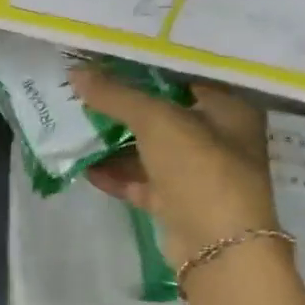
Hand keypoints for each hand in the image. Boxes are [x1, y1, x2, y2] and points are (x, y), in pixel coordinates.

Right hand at [69, 67, 278, 266]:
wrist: (217, 246)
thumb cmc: (200, 169)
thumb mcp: (157, 121)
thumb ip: (117, 96)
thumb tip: (75, 72)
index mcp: (228, 109)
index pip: (186, 77)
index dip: (149, 68)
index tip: (111, 59)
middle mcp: (217, 139)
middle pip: (164, 115)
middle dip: (125, 107)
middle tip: (87, 92)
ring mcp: (196, 174)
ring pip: (150, 151)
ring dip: (116, 143)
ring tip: (77, 127)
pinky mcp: (176, 204)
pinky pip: (141, 182)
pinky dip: (116, 175)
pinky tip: (86, 167)